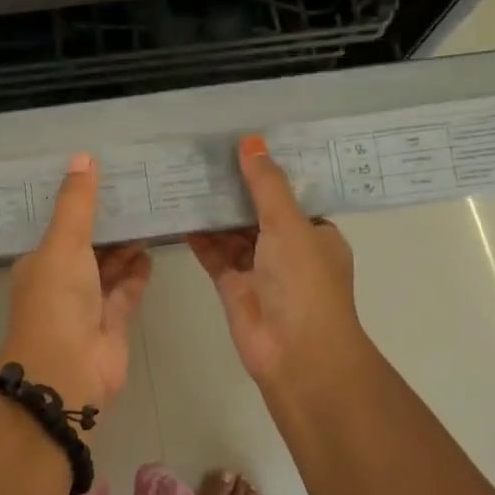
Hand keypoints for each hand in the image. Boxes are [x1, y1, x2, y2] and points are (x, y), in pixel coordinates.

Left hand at [0, 152, 151, 415]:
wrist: (67, 370)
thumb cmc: (57, 299)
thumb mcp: (63, 243)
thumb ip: (77, 202)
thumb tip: (83, 156)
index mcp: (40, 261)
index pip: (60, 225)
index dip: (79, 203)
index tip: (104, 177)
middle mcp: (62, 280)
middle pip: (88, 245)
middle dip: (108, 223)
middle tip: (137, 190)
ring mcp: (88, 304)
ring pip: (110, 267)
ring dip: (126, 245)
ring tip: (150, 214)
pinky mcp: (113, 322)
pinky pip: (127, 290)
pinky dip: (138, 272)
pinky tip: (152, 250)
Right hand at [187, 135, 369, 399]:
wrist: (296, 353)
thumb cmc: (304, 283)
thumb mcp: (289, 225)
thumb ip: (266, 185)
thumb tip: (251, 140)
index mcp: (315, 233)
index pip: (291, 195)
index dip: (268, 171)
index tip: (241, 143)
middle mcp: (288, 249)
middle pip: (257, 211)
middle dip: (234, 189)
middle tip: (202, 155)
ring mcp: (259, 269)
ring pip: (233, 233)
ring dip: (214, 211)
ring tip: (185, 177)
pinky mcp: (233, 286)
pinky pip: (214, 254)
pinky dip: (199, 238)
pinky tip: (178, 214)